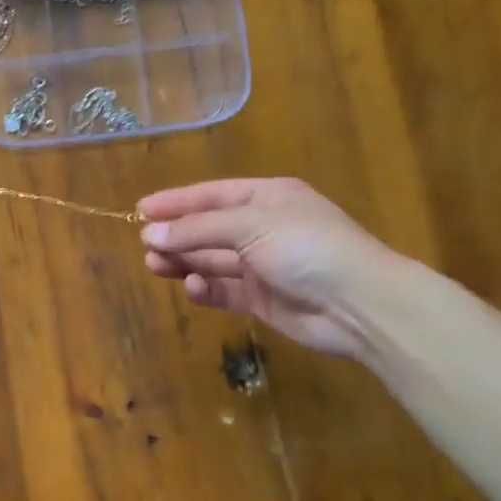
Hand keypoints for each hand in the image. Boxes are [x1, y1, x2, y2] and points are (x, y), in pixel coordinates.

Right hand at [137, 178, 404, 358]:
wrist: (359, 305)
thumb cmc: (306, 247)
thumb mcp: (249, 225)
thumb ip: (197, 229)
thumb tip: (150, 233)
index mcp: (266, 198)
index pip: (211, 195)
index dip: (176, 202)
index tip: (141, 209)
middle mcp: (263, 228)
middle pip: (208, 229)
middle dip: (177, 235)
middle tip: (145, 244)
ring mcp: (263, 265)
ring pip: (211, 260)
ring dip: (184, 261)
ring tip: (155, 265)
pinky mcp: (262, 299)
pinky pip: (224, 290)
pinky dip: (205, 288)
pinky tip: (193, 287)